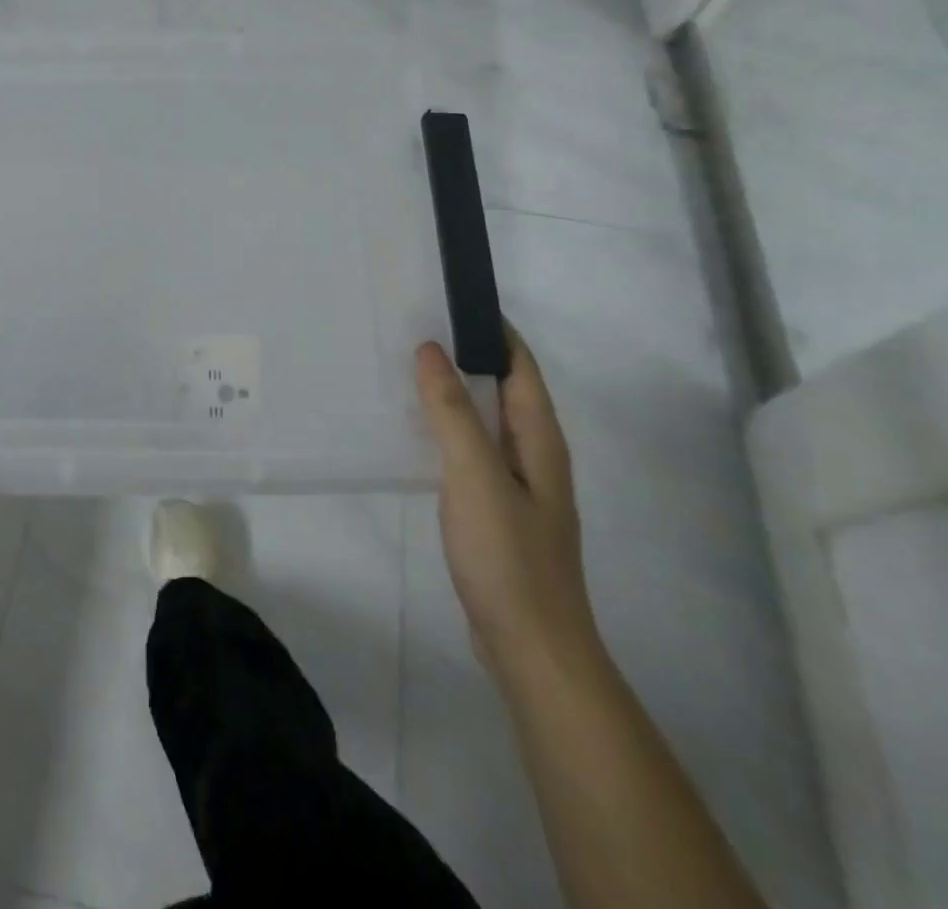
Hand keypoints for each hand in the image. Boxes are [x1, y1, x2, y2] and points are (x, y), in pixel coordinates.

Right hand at [415, 330, 596, 678]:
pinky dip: (448, 428)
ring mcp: (517, 484)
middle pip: (503, 388)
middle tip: (415, 327)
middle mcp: (534, 453)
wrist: (532, 648)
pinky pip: (472, 450)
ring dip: (454, 391)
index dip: (494, 329)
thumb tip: (431, 349)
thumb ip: (452, 411)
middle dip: (467, 354)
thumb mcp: (475, 475)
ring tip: (408, 369)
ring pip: (485, 420)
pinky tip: (417, 431)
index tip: (452, 299)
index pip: (520, 365)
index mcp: (539, 438)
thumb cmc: (508, 556)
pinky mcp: (497, 509)